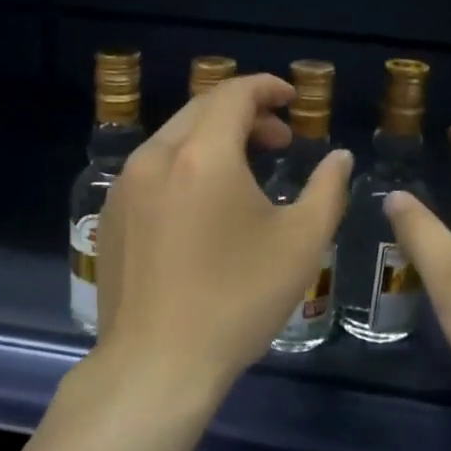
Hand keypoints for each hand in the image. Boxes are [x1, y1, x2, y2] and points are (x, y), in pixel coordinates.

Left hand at [92, 74, 352, 400]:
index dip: (267, 88)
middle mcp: (156, 157)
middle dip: (244, 113)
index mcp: (202, 154)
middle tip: (279, 140)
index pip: (234, 94)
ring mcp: (126, 185)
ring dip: (213, 139)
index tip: (292, 100)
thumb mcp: (301, 243)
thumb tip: (338, 158)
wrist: (157, 363)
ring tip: (246, 171)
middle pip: (201, 109)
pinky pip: (153, 168)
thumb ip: (327, 189)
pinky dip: (185, 164)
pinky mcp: (111, 213)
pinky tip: (204, 204)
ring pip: (174, 138)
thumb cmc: (237, 300)